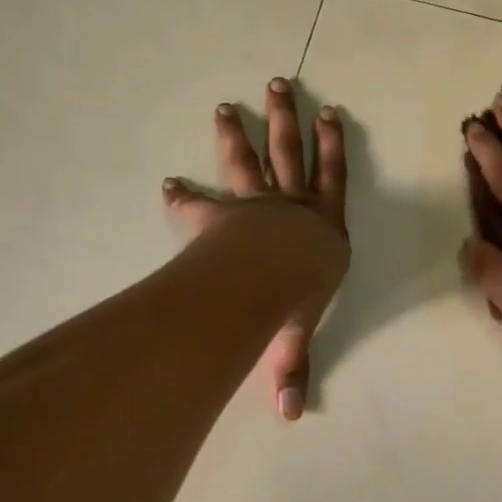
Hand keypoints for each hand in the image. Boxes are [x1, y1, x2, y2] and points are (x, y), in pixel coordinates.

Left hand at [163, 77, 347, 419]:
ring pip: (253, 160)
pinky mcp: (223, 214)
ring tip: (230, 102)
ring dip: (242, 132)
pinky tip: (168, 181)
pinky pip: (203, 200)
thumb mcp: (298, 334)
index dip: (331, 146)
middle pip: (291, 153)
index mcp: (324, 227)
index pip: (333, 177)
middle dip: (287, 119)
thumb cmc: (297, 296)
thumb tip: (292, 417)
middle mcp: (294, 206)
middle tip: (279, 84)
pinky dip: (185, 194)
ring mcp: (257, 204)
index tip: (329, 112)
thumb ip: (291, 369)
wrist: (266, 276)